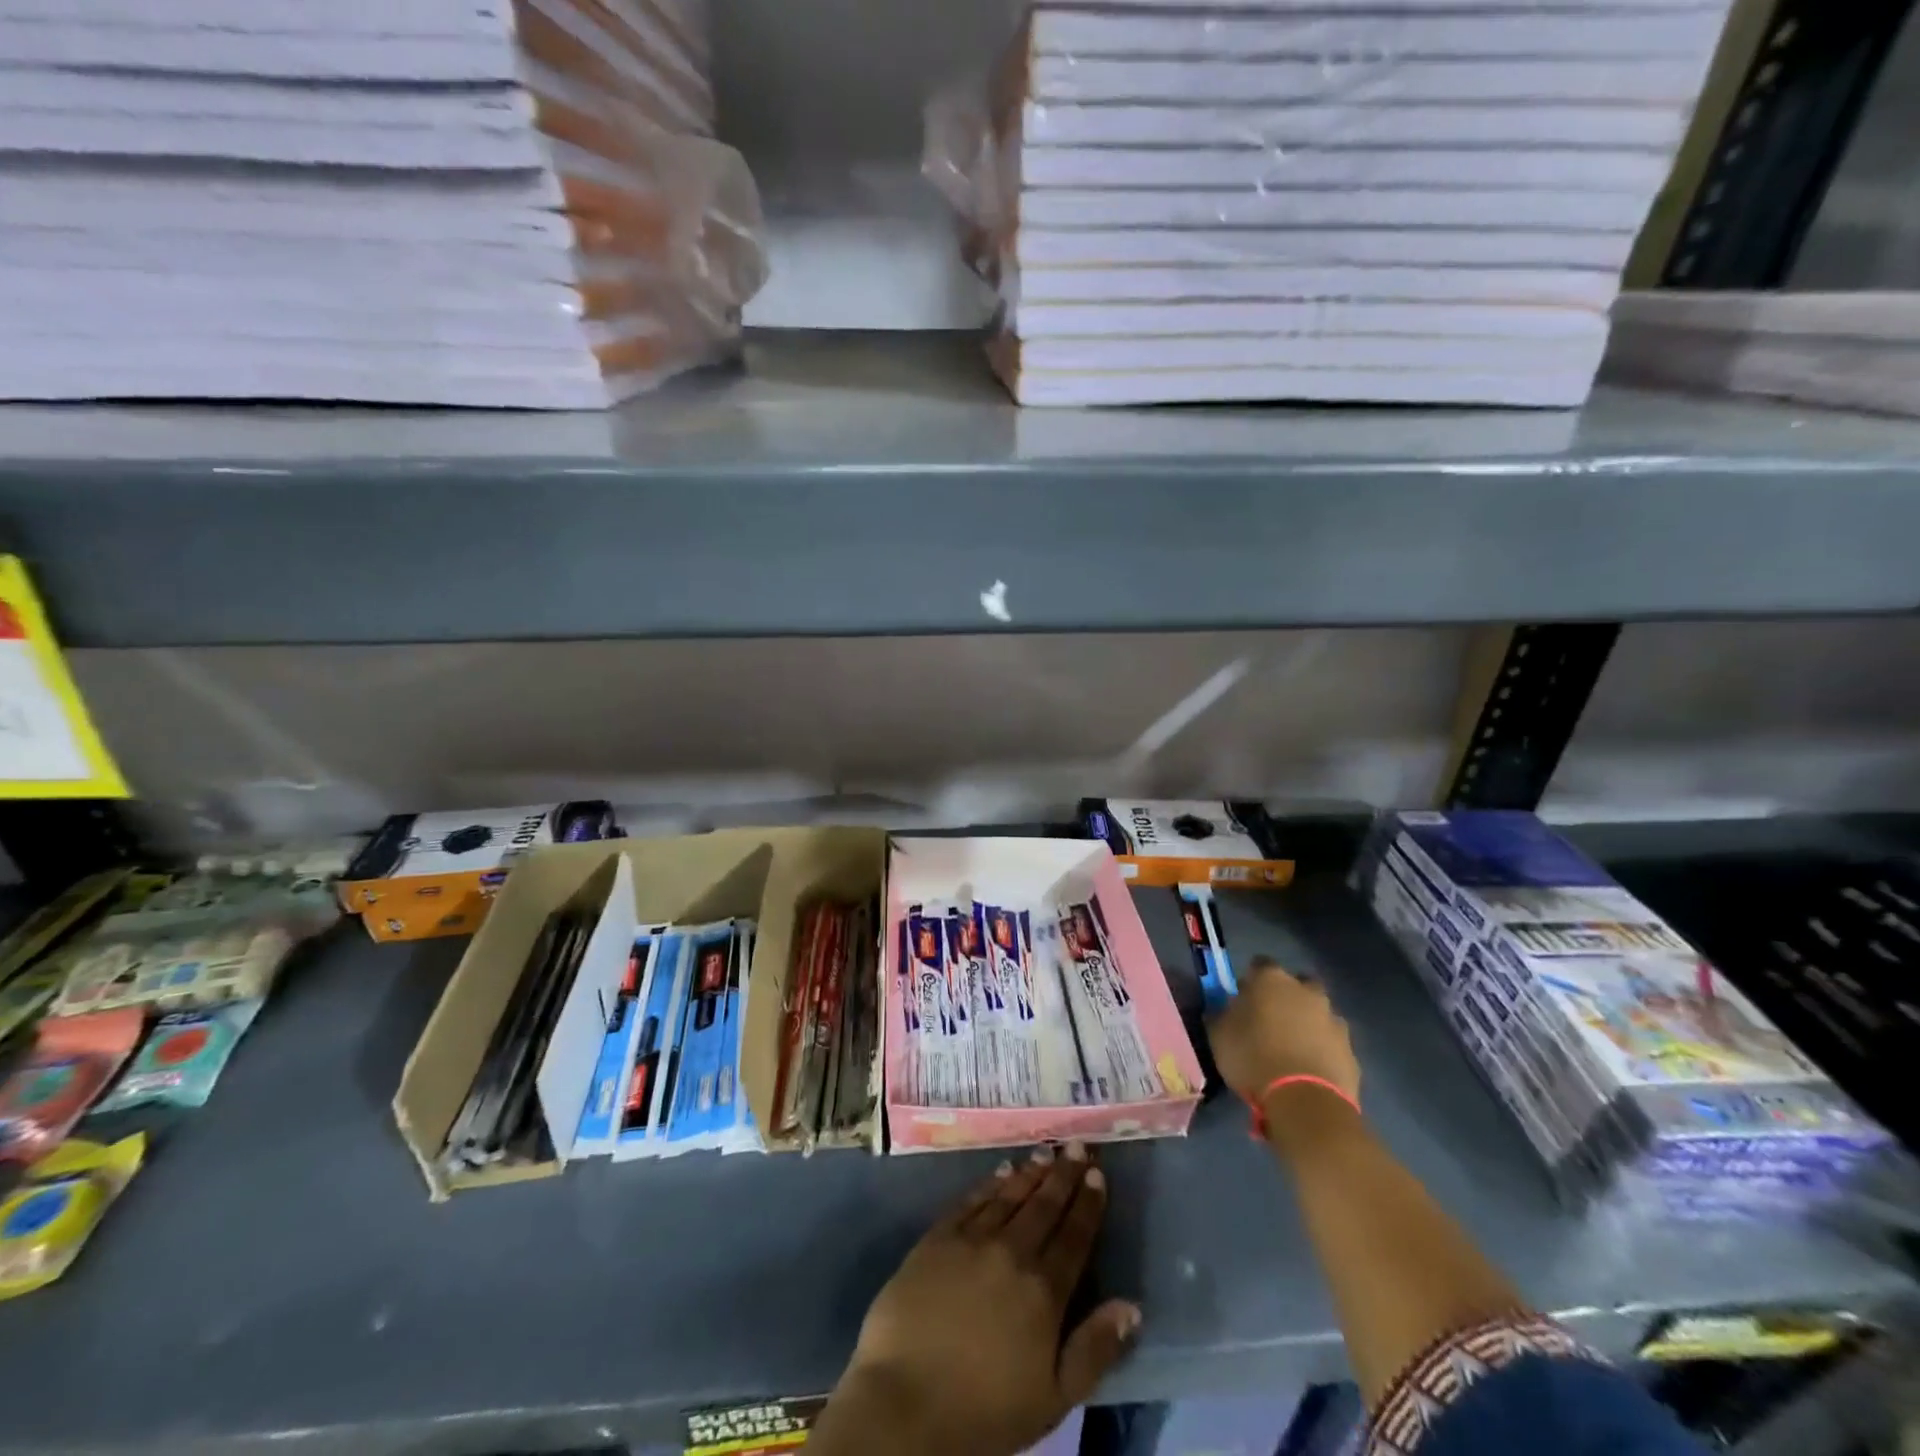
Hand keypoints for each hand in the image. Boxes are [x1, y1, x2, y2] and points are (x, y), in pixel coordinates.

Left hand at [816, 1146, 1139, 1455]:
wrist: (905, 1401)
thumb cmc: (984, 1411)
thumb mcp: (1053, 1399)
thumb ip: (1095, 1349)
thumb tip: (1131, 1305)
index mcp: (1044, 1291)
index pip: (1074, 1237)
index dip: (1088, 1204)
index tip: (1098, 1175)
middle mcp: (1012, 1252)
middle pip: (1044, 1206)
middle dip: (1064, 1175)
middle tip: (1078, 1147)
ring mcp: (972, 1239)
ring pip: (1010, 1196)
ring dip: (1031, 1173)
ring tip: (1047, 1152)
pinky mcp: (937, 1237)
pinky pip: (971, 1200)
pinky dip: (991, 1183)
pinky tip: (1002, 1171)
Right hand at [1206, 957, 1360, 1110]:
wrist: (1305, 1101)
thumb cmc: (1252, 1057)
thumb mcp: (1218, 1035)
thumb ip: (1221, 1015)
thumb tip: (1223, 1010)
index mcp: (1271, 979)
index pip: (1259, 964)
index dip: (1251, 979)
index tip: (1243, 997)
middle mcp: (1306, 991)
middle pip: (1297, 983)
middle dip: (1287, 996)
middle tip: (1272, 1019)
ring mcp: (1333, 1020)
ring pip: (1319, 1012)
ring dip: (1308, 1023)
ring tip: (1292, 1048)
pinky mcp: (1350, 1050)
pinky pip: (1332, 1042)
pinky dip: (1322, 1049)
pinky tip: (1309, 1068)